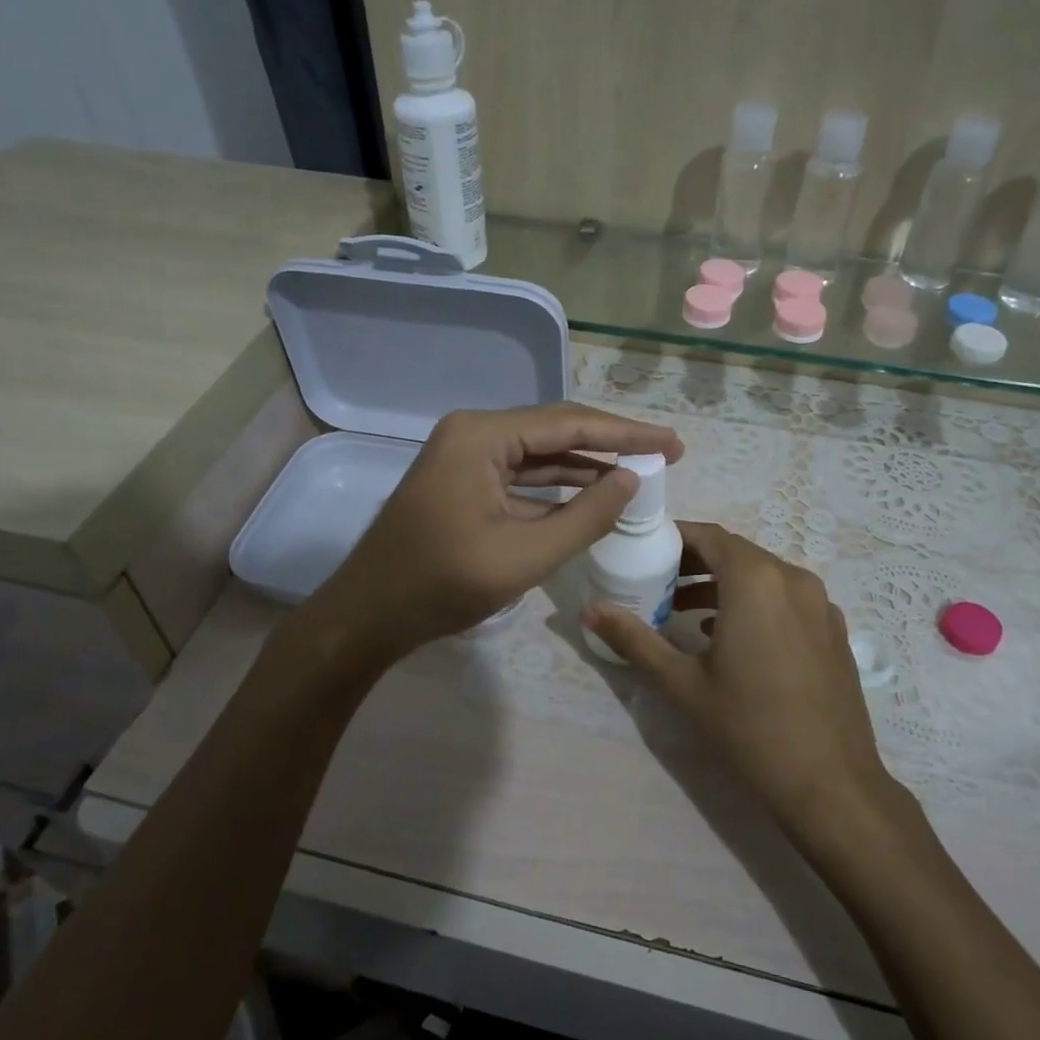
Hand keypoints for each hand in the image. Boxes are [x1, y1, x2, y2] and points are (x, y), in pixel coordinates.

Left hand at [314, 402, 682, 659]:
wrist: (368, 616)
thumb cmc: (441, 584)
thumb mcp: (525, 555)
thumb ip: (585, 516)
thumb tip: (632, 482)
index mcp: (481, 436)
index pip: (568, 424)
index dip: (626, 434)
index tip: (672, 443)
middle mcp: (472, 433)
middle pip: (555, 431)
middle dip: (609, 445)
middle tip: (663, 455)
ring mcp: (464, 457)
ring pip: (539, 454)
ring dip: (585, 466)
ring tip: (638, 474)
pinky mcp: (462, 482)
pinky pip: (519, 476)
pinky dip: (556, 487)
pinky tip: (591, 496)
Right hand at [583, 522, 895, 835]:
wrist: (831, 783)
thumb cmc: (749, 726)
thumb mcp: (682, 683)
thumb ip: (634, 639)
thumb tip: (589, 610)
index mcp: (756, 580)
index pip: (709, 536)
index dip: (676, 537)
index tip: (645, 548)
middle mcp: (793, 578)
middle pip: (736, 553)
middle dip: (695, 562)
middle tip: (657, 582)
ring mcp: (821, 604)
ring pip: (763, 576)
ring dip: (723, 584)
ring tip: (683, 611)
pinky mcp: (833, 630)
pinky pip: (786, 598)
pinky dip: (755, 602)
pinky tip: (731, 637)